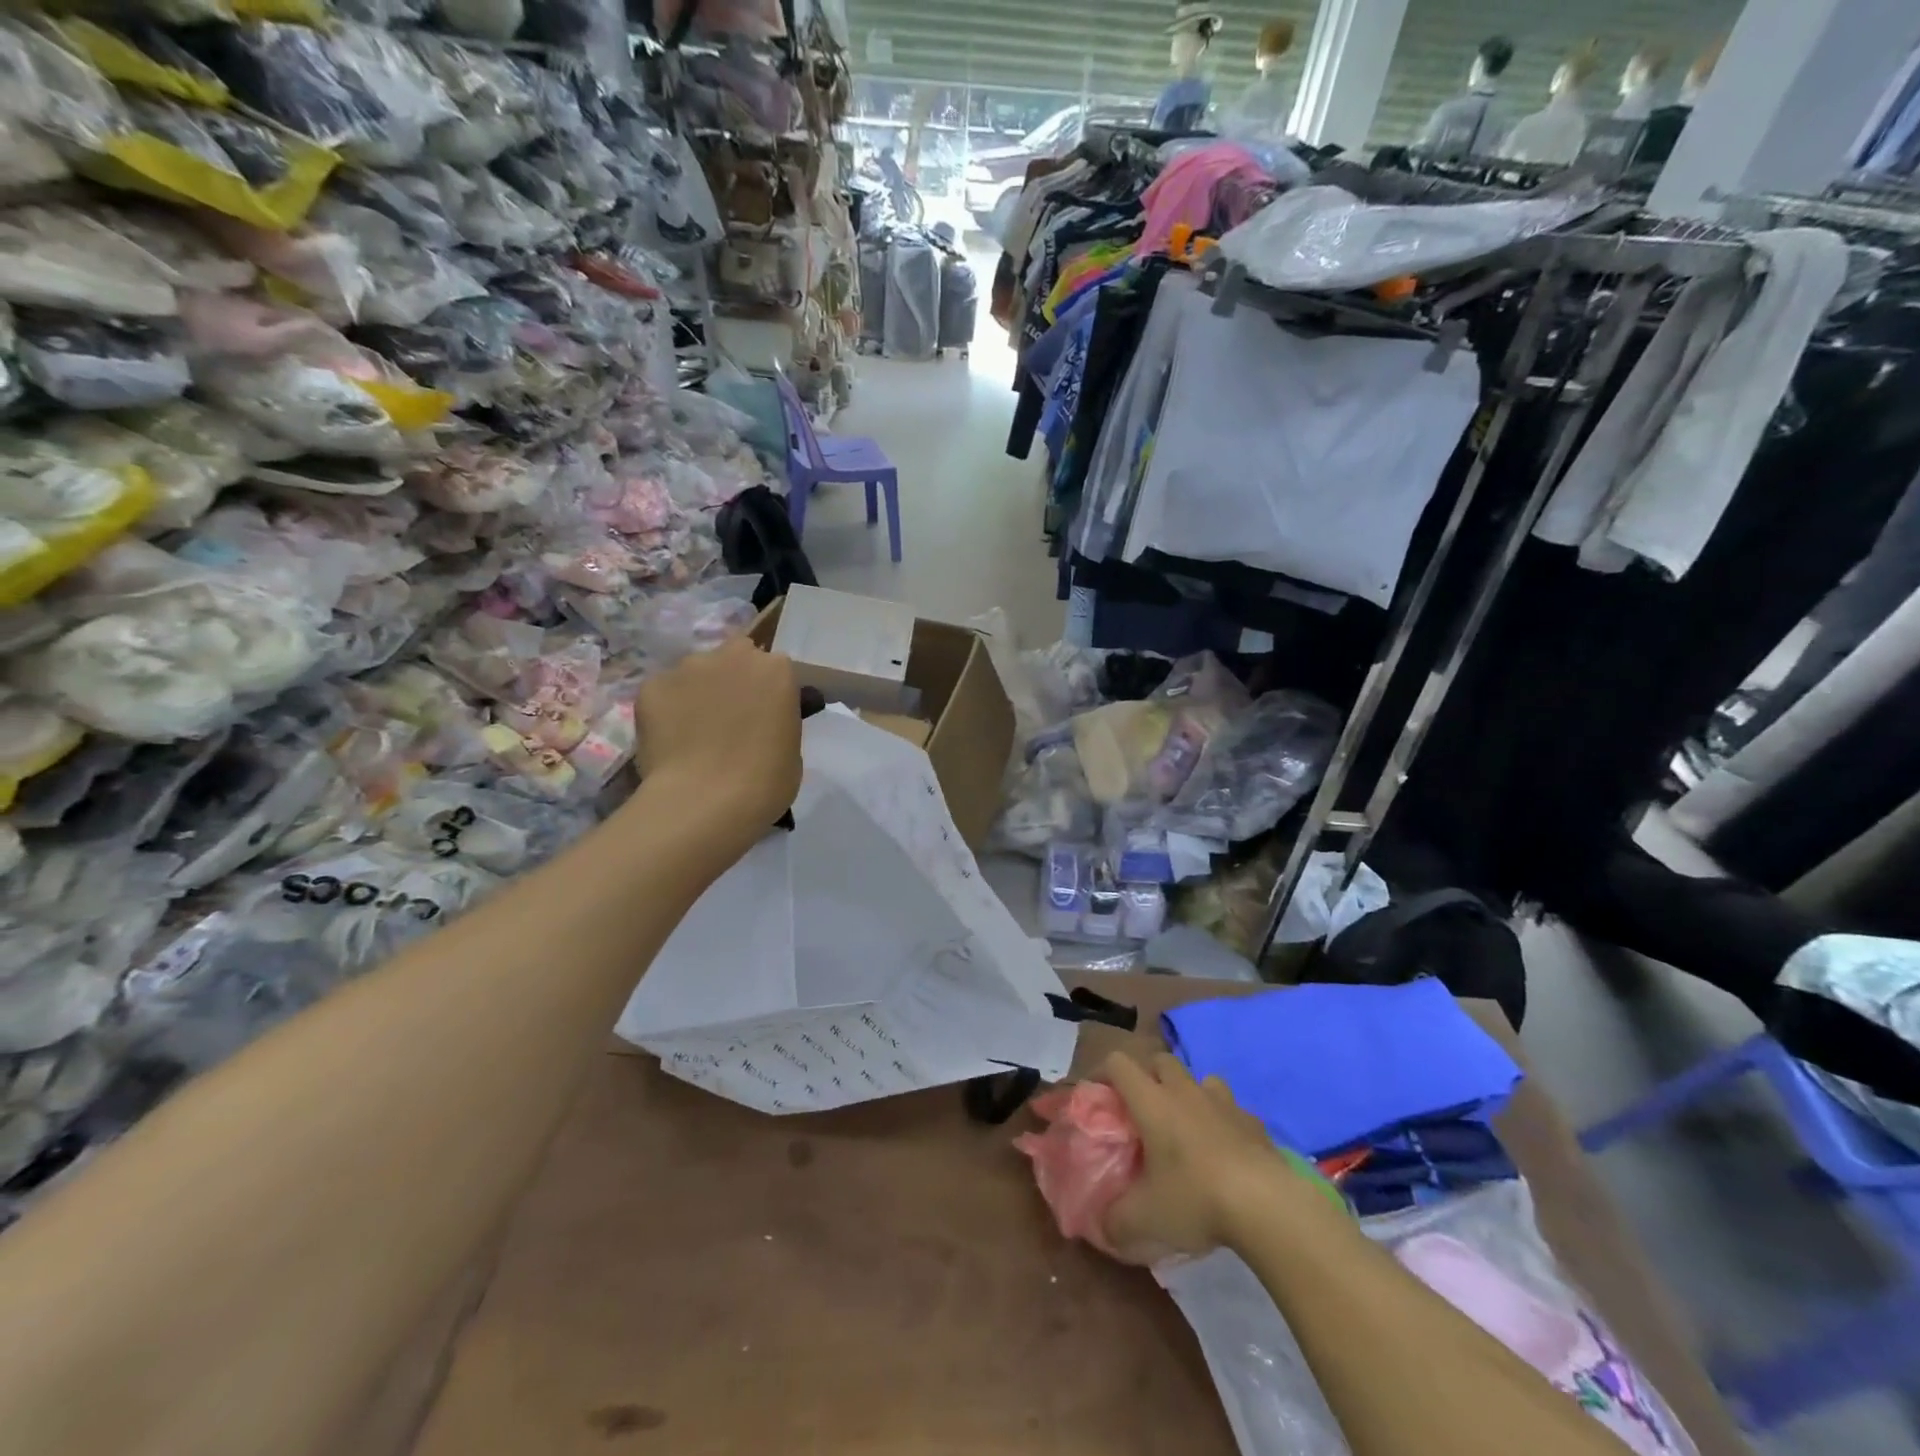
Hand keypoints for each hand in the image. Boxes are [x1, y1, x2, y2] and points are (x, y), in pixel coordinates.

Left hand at [633, 637, 801, 855]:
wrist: (705, 802)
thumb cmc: (765, 782)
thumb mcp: (792, 750)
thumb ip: (776, 721)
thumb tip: (759, 723)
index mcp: (776, 670)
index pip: (776, 669)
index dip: (769, 692)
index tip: (766, 715)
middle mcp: (733, 656)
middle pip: (735, 656)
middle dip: (734, 678)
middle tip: (731, 716)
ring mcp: (688, 668)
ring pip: (696, 673)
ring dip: (699, 692)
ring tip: (694, 732)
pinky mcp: (652, 686)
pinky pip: (664, 693)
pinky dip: (667, 710)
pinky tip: (671, 741)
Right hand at [1101, 1051, 1341, 1264]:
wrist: (1268, 1205)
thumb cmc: (1195, 1199)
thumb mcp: (1144, 1220)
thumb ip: (1116, 1222)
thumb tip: (1103, 1228)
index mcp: (1151, 1101)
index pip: (1118, 1063)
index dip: (1102, 1072)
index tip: (1098, 1096)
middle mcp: (1184, 1091)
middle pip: (1160, 1061)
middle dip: (1147, 1076)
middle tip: (1141, 1110)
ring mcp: (1223, 1103)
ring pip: (1200, 1079)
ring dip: (1188, 1093)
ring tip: (1186, 1125)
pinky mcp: (1254, 1123)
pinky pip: (1232, 1110)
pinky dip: (1223, 1121)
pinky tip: (1225, 1151)